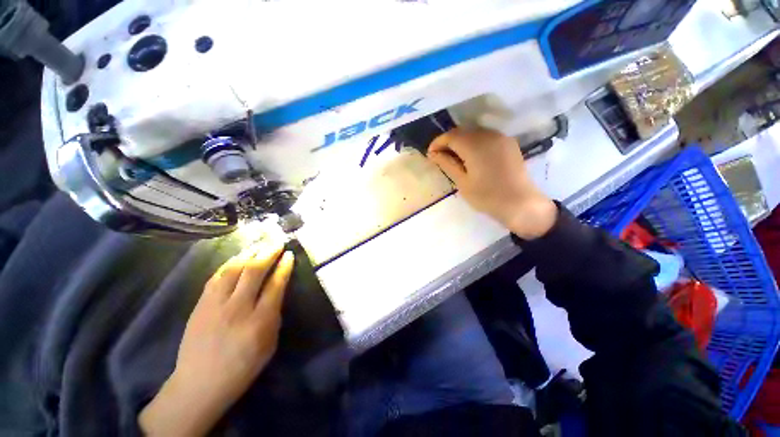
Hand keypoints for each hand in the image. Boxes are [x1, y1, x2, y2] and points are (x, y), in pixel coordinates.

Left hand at [139, 240, 294, 436]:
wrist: (199, 383)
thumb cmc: (242, 367)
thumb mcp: (269, 344)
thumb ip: (274, 315)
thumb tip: (276, 291)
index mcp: (259, 321)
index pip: (275, 285)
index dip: (284, 267)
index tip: (289, 254)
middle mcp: (237, 308)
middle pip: (254, 271)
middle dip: (267, 252)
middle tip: (276, 242)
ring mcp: (215, 305)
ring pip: (233, 269)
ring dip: (248, 253)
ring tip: (258, 244)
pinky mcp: (200, 305)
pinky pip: (216, 277)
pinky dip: (229, 264)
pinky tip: (237, 257)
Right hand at [428, 128, 556, 239]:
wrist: (520, 204)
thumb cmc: (487, 196)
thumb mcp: (462, 182)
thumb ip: (447, 164)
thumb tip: (432, 153)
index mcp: (475, 146)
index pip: (450, 136)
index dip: (438, 142)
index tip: (430, 154)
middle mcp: (488, 135)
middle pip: (462, 131)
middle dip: (448, 142)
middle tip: (440, 157)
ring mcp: (501, 137)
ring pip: (474, 133)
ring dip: (461, 142)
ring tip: (455, 157)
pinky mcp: (509, 143)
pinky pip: (486, 137)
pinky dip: (474, 143)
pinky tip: (472, 156)